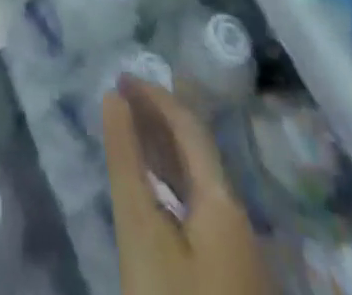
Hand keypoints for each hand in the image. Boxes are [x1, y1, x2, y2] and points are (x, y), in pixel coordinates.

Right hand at [103, 77, 268, 294]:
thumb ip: (126, 161)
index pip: (189, 127)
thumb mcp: (141, 232)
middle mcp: (237, 220)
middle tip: (120, 96)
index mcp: (223, 202)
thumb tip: (114, 98)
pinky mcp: (228, 283)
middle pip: (198, 152)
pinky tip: (151, 193)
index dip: (155, 96)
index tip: (119, 77)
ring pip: (198, 184)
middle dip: (159, 119)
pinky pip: (198, 211)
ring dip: (163, 151)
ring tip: (128, 130)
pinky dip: (170, 186)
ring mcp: (237, 256)